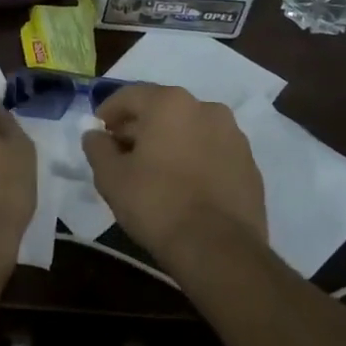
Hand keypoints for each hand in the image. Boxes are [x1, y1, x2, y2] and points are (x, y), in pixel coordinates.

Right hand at [81, 84, 268, 271]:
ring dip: (169, 142)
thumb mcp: (110, 176)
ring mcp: (234, 136)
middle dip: (139, 127)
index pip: (130, 95)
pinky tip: (183, 186)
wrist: (219, 249)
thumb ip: (97, 147)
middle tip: (122, 153)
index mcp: (170, 103)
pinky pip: (212, 152)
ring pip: (190, 130)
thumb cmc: (156, 203)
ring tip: (153, 171)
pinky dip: (194, 159)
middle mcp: (206, 108)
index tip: (98, 132)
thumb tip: (95, 135)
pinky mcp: (250, 165)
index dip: (108, 112)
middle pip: (162, 110)